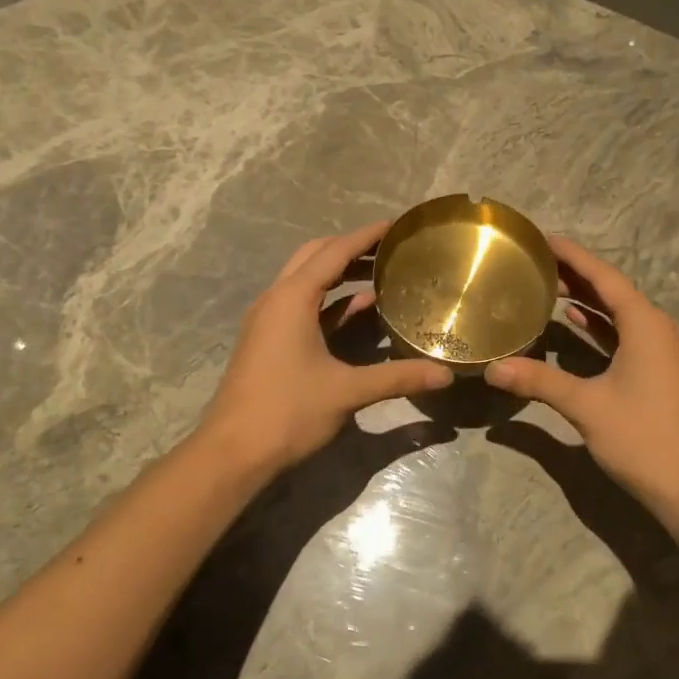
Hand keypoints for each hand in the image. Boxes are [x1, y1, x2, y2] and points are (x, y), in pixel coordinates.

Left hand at [199, 221, 453, 474]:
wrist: (233, 452)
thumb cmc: (287, 412)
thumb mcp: (347, 392)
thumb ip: (397, 378)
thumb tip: (445, 375)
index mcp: (292, 299)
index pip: (333, 252)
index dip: (366, 236)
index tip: (397, 226)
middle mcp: (276, 300)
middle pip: (315, 257)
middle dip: (351, 248)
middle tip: (390, 248)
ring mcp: (269, 321)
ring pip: (307, 281)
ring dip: (340, 274)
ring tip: (382, 273)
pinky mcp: (269, 341)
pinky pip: (303, 307)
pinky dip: (331, 302)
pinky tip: (361, 309)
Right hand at [484, 238, 678, 518]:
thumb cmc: (644, 437)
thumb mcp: (587, 406)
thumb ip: (539, 381)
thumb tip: (492, 369)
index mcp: (646, 324)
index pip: (604, 276)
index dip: (573, 255)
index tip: (543, 239)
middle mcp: (658, 329)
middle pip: (613, 291)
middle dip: (577, 275)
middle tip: (536, 263)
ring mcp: (664, 353)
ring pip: (620, 315)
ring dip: (588, 301)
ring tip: (549, 289)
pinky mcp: (661, 374)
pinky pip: (626, 336)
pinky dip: (600, 328)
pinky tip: (575, 326)